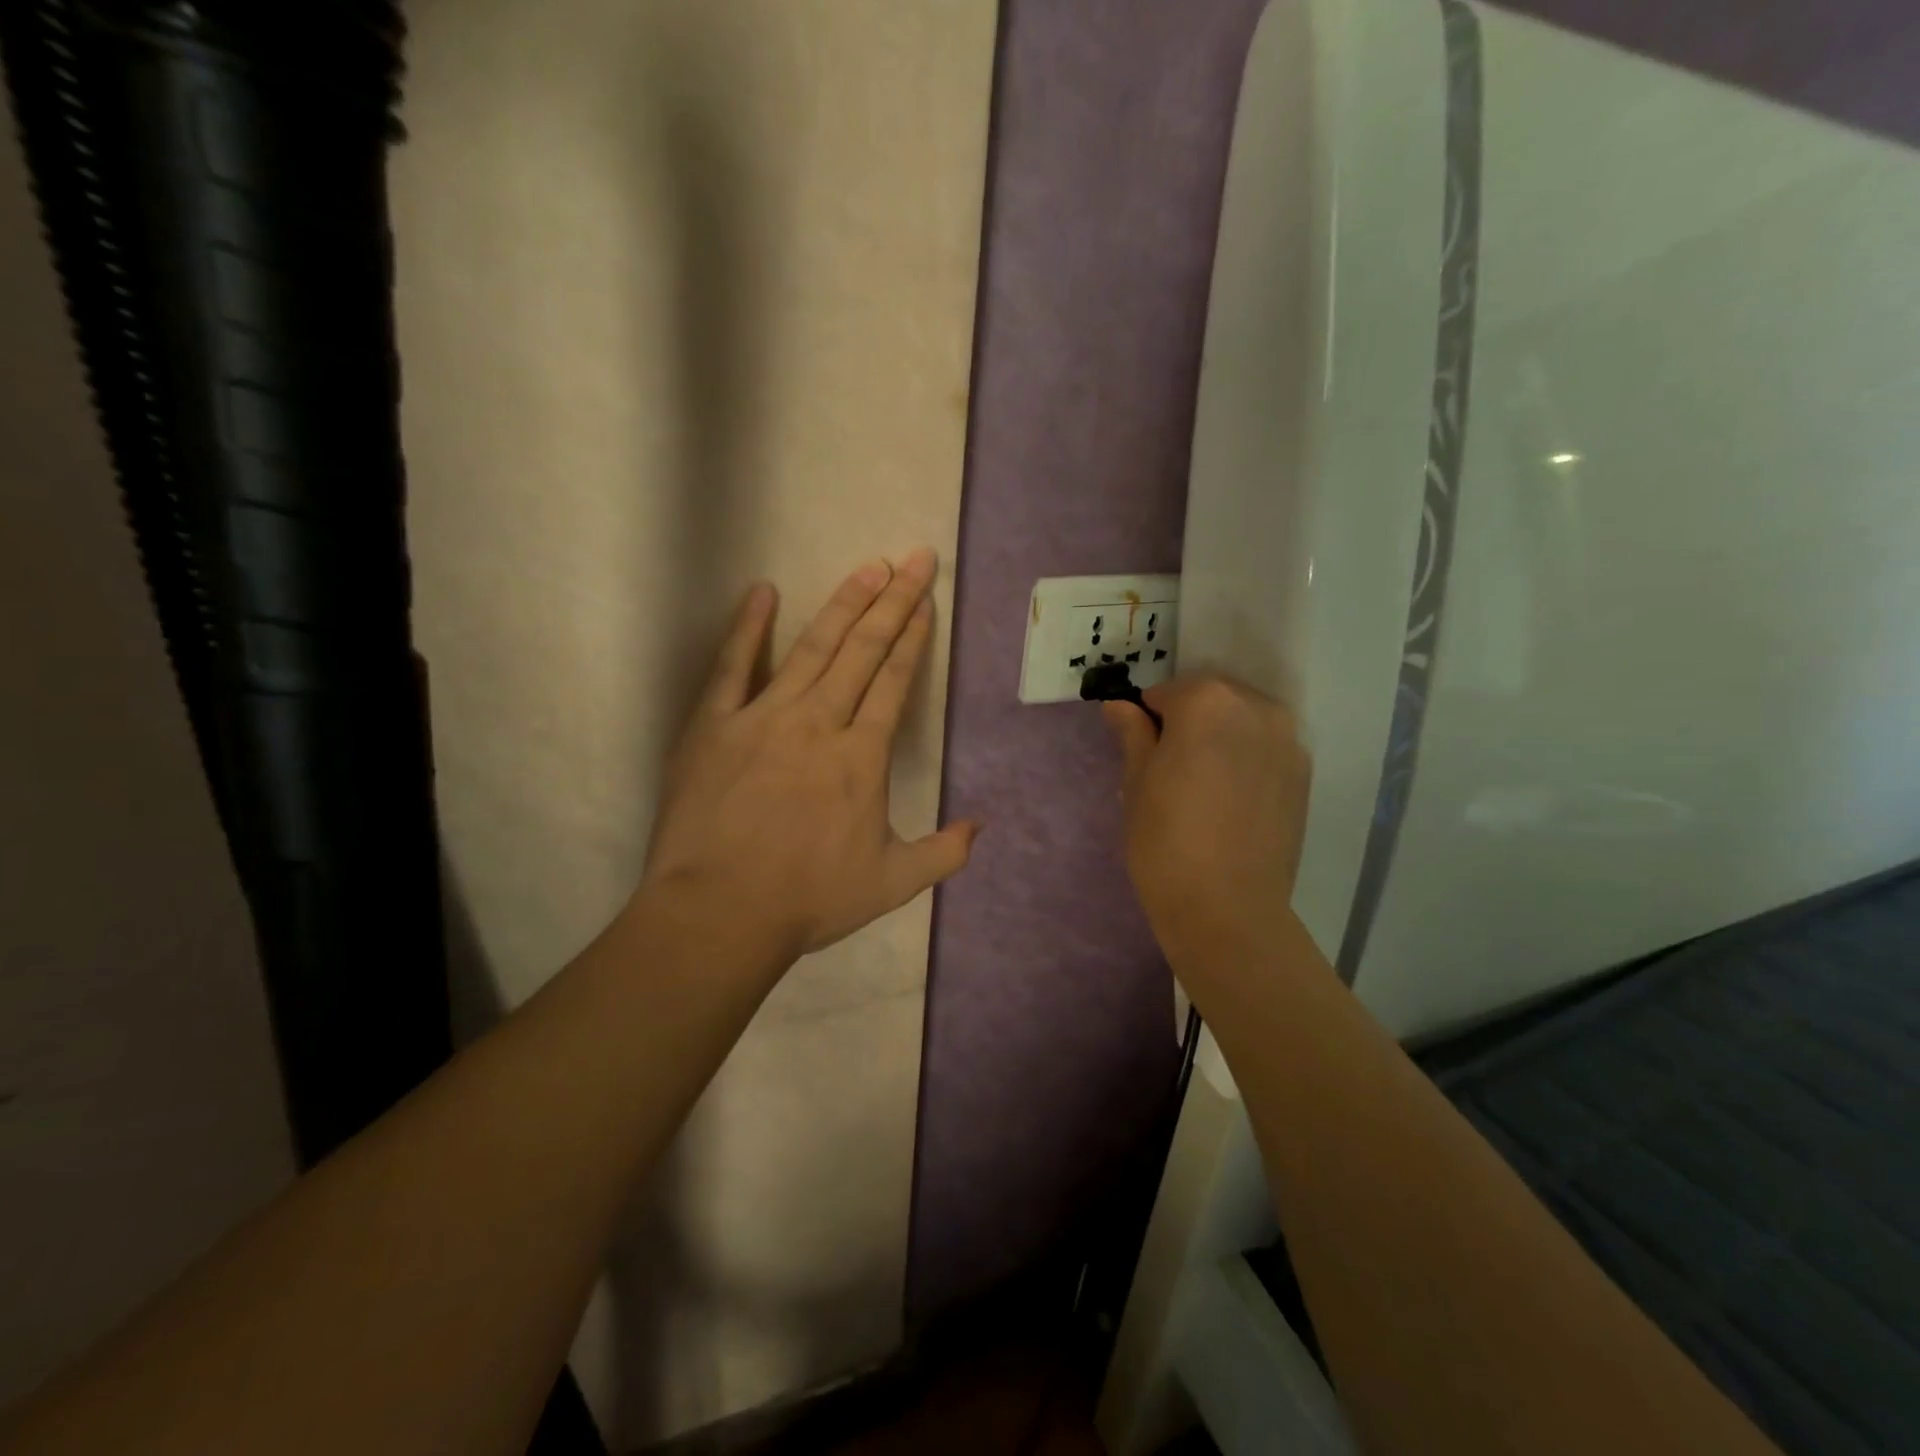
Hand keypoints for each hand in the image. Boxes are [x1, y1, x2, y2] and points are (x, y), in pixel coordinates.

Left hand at [639, 549, 978, 965]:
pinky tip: (761, 592)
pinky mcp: (714, 725)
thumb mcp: (892, 885)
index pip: (894, 681)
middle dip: (893, 602)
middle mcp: (820, 723)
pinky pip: (732, 666)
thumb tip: (980, 826)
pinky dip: (747, 627)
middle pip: (863, 651)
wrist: (720, 913)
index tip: (926, 602)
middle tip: (914, 559)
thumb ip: (943, 854)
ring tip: (868, 567)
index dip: (912, 638)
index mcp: (862, 757)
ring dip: (843, 604)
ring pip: (812, 648)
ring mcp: (764, 717)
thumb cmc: (808, 899)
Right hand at [1103, 676, 1310, 961]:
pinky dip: (1247, 760)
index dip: (1147, 721)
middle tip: (1171, 772)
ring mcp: (1287, 741)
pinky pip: (1265, 749)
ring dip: (1221, 739)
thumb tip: (1120, 705)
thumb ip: (1133, 733)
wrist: (1227, 908)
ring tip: (1205, 789)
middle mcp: (1255, 708)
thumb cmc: (1165, 840)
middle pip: (1210, 700)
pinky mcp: (1304, 775)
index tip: (1142, 756)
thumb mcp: (1136, 782)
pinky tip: (1232, 802)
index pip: (1166, 693)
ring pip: (1241, 722)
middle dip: (1188, 724)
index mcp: (1207, 701)